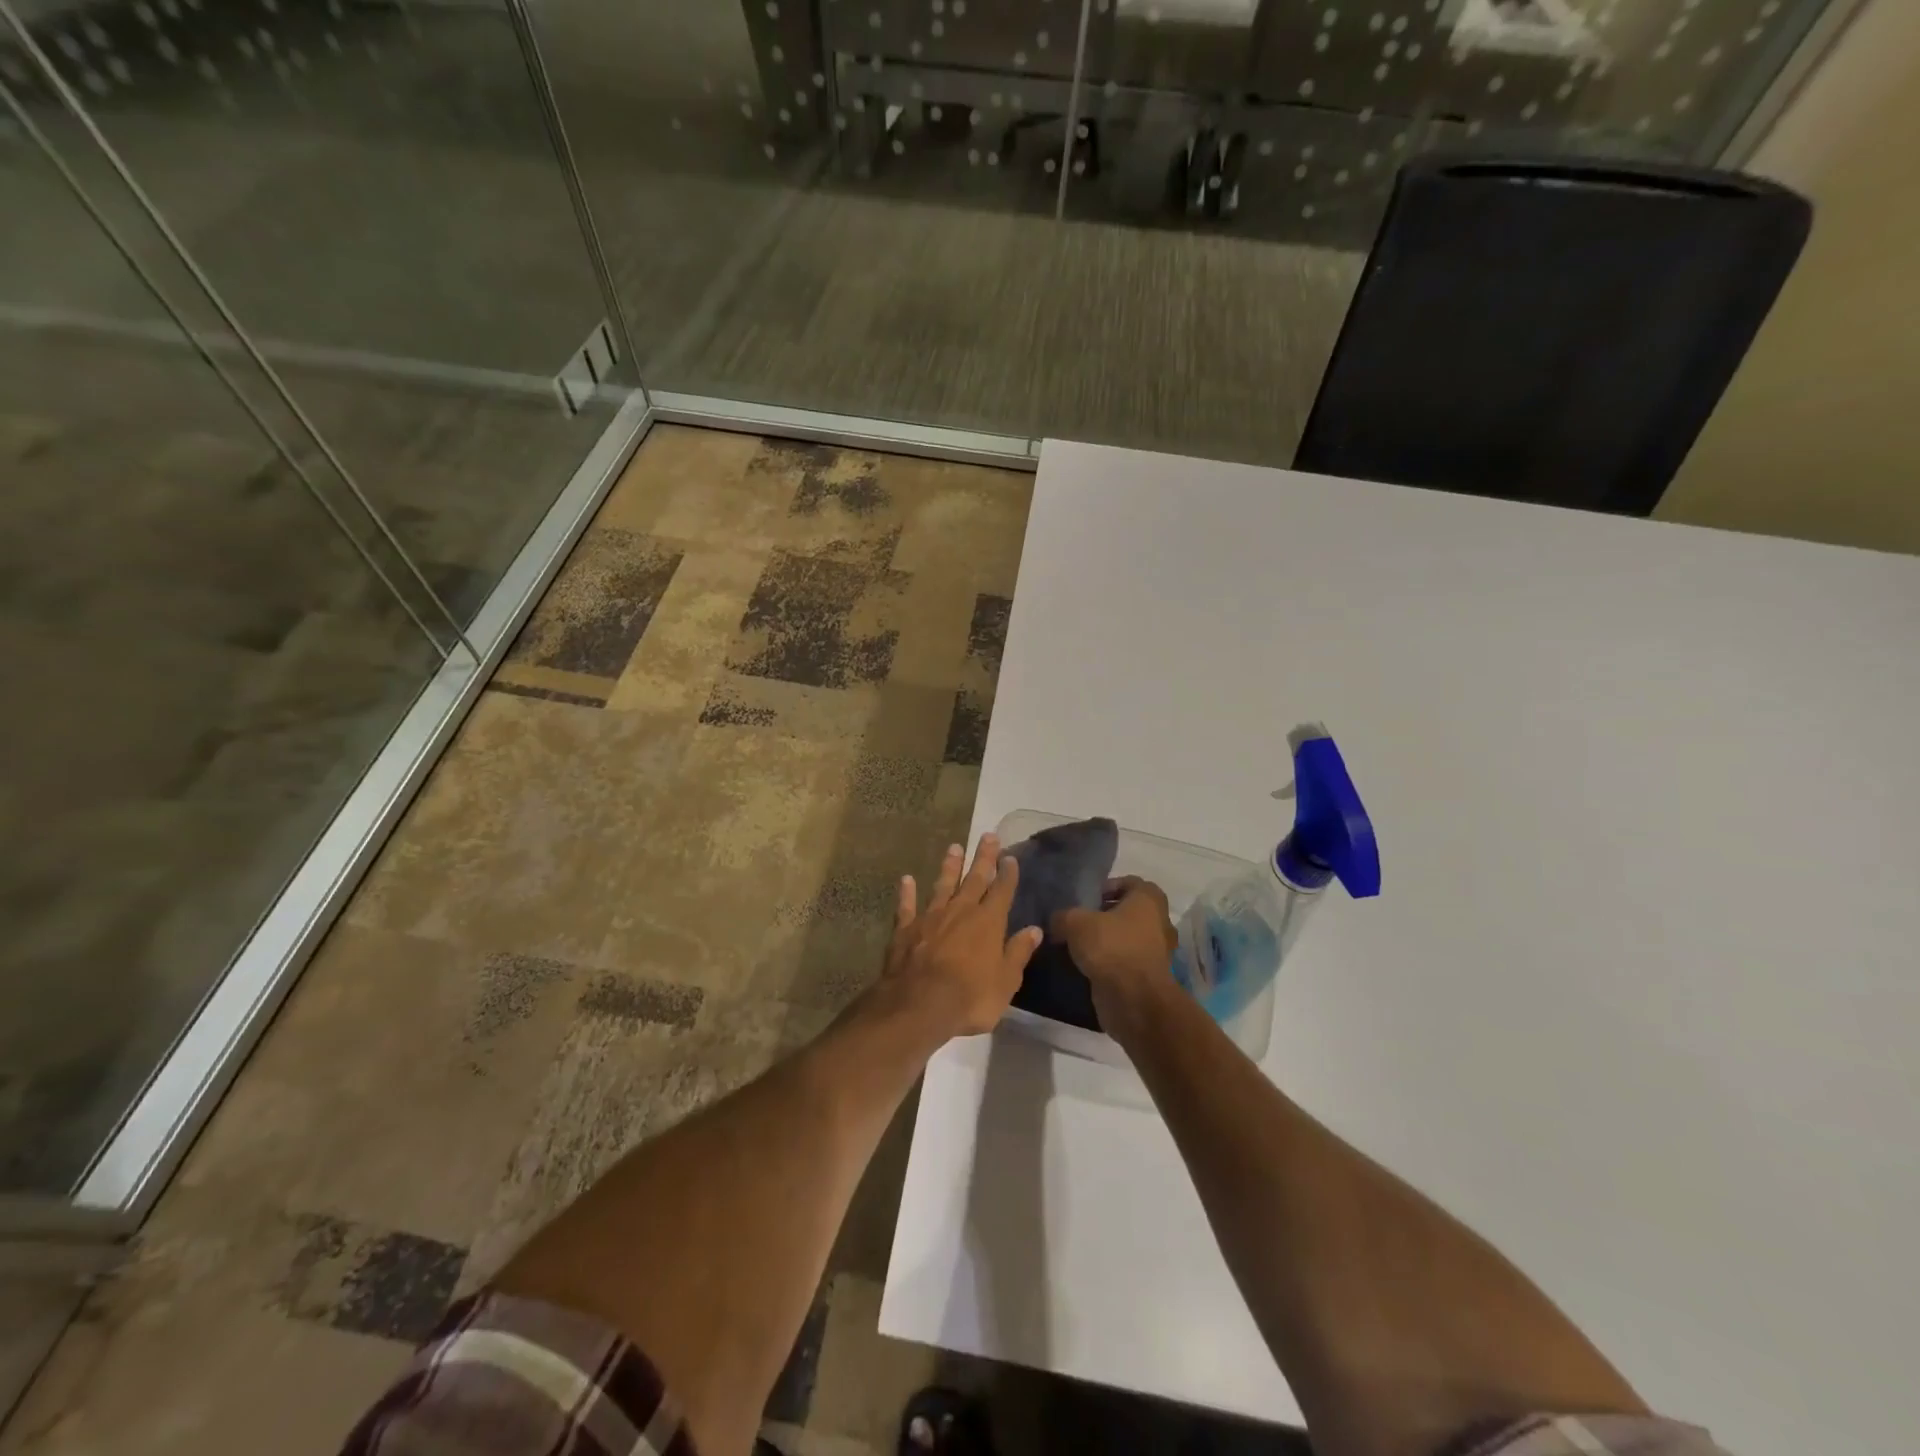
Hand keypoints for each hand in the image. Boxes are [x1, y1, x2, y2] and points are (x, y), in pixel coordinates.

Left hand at [885, 834, 1041, 1036]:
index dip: (1007, 874)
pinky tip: (906, 880)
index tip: (1010, 857)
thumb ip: (1018, 953)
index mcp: (988, 922)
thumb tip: (1033, 930)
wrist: (919, 1005)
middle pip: (974, 879)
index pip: (1002, 891)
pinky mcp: (905, 929)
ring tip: (954, 847)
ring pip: (942, 885)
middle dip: (983, 858)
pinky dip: (907, 893)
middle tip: (988, 835)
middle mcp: (960, 911)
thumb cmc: (970, 998)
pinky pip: (906, 906)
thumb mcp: (1006, 981)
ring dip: (949, 866)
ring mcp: (930, 917)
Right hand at [1050, 876, 1179, 1030]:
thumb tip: (1056, 921)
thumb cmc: (1111, 948)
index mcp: (1148, 898)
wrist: (1134, 1000)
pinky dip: (1110, 963)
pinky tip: (1087, 967)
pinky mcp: (1149, 976)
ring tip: (1078, 946)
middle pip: (1126, 911)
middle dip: (1102, 916)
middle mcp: (1158, 921)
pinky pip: (1125, 961)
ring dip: (1106, 941)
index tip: (1082, 900)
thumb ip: (1063, 916)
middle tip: (1077, 922)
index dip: (1103, 888)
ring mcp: (1156, 951)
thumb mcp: (1075, 923)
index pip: (1126, 882)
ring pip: (1126, 937)